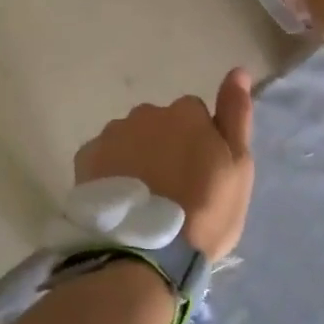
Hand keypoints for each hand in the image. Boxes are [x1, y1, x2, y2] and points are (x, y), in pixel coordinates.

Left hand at [73, 69, 254, 259]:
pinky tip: (120, 201)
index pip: (196, 115)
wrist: (145, 252)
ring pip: (130, 139)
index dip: (200, 144)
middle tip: (172, 190)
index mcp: (186, 113)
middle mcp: (146, 113)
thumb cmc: (204, 211)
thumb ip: (236, 116)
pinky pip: (104, 158)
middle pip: (160, 125)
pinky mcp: (86, 158)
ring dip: (137, 158)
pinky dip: (111, 172)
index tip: (200, 175)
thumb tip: (237, 71)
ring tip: (144, 199)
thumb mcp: (237, 167)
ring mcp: (112, 134)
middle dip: (165, 147)